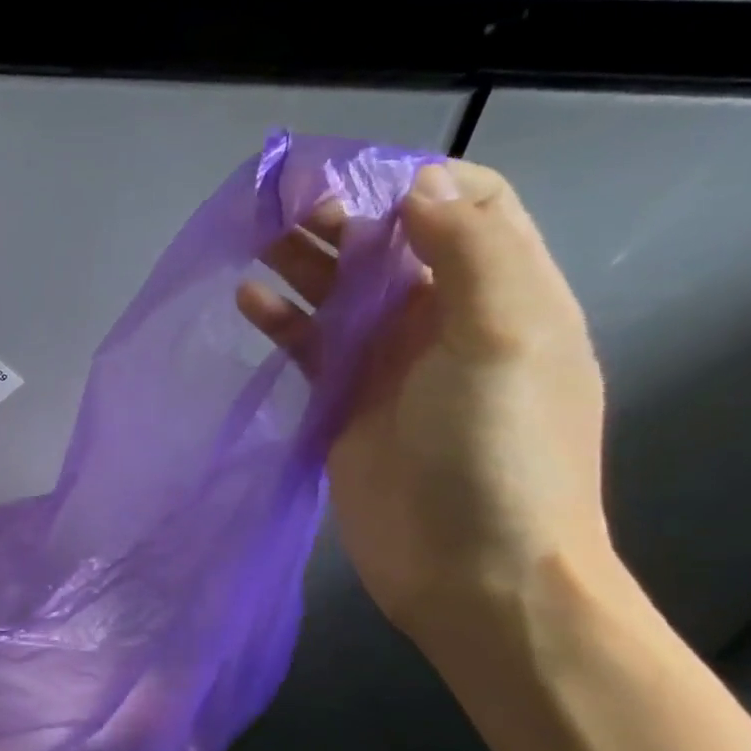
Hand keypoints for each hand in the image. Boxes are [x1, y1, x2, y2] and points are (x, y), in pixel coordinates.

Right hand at [239, 161, 610, 652]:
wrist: (470, 570)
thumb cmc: (495, 451)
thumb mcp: (504, 337)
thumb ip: (471, 249)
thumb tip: (415, 185)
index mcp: (500, 291)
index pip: (466, 204)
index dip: (409, 182)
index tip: (347, 180)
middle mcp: (444, 317)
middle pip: (389, 244)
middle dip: (339, 215)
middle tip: (278, 203)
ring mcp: (389, 361)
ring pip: (340, 290)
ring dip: (302, 261)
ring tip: (251, 239)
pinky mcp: (343, 400)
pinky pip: (308, 343)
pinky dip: (280, 318)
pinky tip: (246, 299)